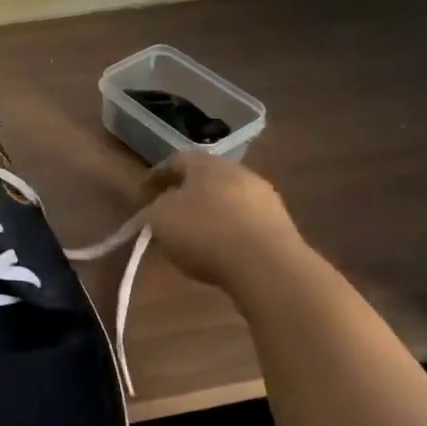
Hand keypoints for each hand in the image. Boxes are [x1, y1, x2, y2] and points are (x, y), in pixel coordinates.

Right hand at [139, 152, 303, 289]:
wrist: (266, 265)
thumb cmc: (204, 231)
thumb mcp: (160, 218)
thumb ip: (154, 209)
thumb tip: (159, 209)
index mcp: (207, 164)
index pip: (177, 160)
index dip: (158, 175)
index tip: (144, 194)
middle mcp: (239, 173)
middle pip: (207, 180)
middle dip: (187, 195)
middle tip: (171, 215)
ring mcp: (265, 199)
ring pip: (229, 202)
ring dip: (212, 215)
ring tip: (196, 239)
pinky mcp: (282, 226)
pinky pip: (246, 224)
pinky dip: (231, 234)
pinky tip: (222, 253)